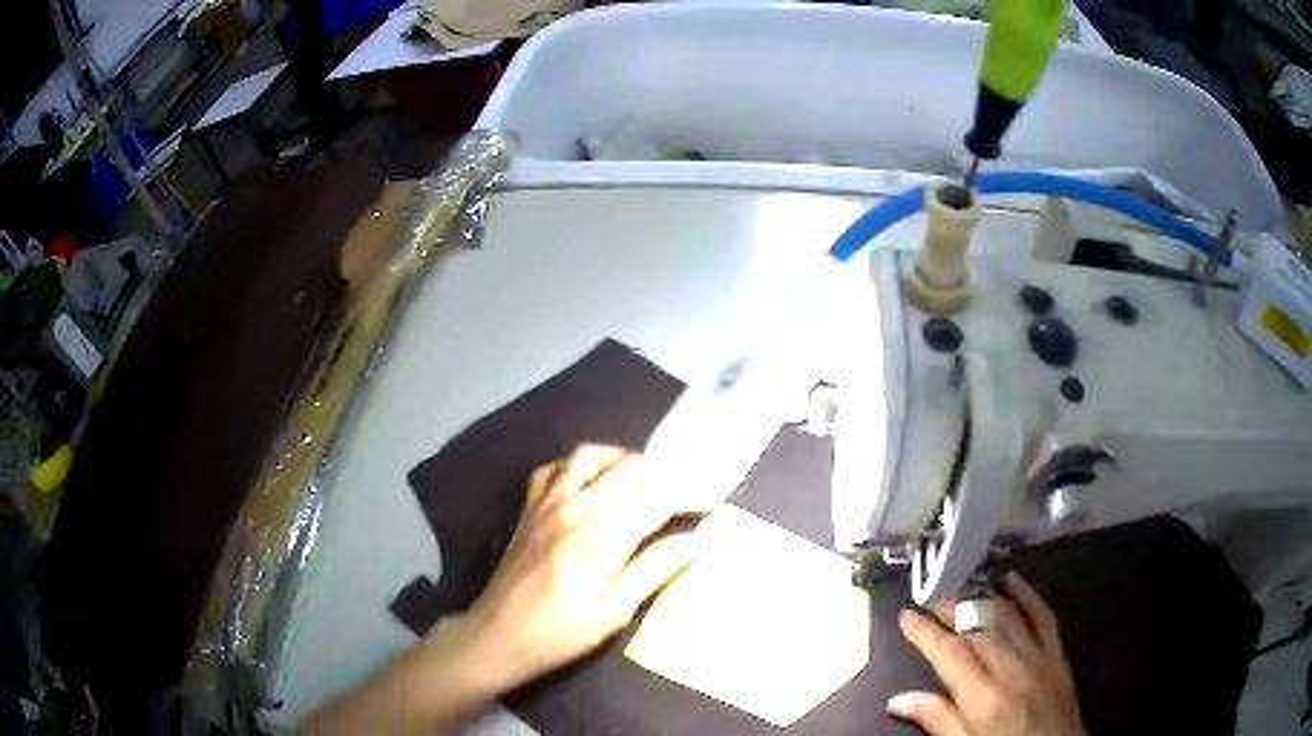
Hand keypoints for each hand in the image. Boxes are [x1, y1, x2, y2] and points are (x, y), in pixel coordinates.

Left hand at [451, 444, 697, 692]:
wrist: (499, 634)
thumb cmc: (561, 632)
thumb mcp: (615, 611)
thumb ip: (653, 570)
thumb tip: (692, 542)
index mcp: (603, 534)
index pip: (658, 499)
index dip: (689, 496)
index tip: (710, 502)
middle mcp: (577, 506)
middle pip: (629, 468)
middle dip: (662, 475)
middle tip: (680, 494)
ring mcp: (548, 502)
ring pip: (589, 456)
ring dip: (621, 460)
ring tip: (639, 480)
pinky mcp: (528, 507)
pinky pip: (552, 469)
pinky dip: (575, 466)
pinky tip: (587, 484)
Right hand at [887, 572, 1086, 735]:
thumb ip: (936, 720)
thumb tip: (897, 699)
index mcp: (981, 697)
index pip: (948, 654)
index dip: (924, 632)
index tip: (906, 616)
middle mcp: (1009, 668)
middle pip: (976, 627)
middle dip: (950, 609)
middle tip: (931, 601)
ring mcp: (1037, 655)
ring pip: (1006, 615)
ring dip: (981, 597)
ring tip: (961, 588)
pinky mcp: (1057, 652)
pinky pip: (1042, 615)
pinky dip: (1026, 594)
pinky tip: (1011, 579)